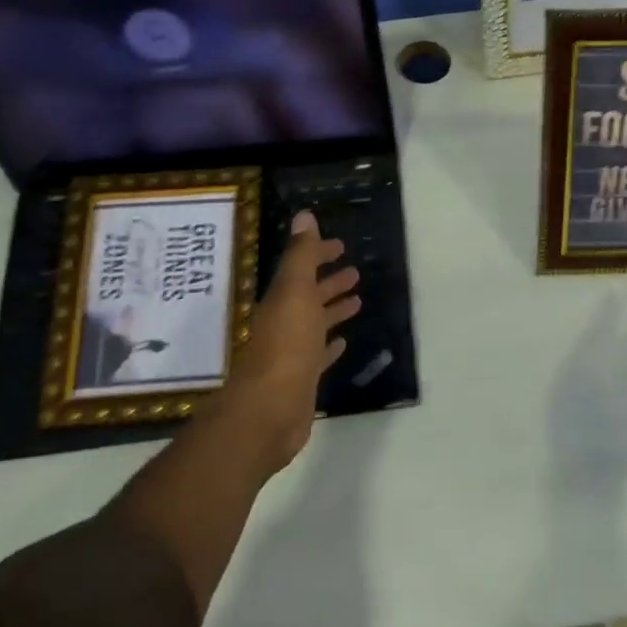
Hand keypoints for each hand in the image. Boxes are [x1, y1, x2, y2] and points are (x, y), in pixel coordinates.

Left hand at [222, 210, 360, 478]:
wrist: (268, 410)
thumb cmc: (285, 346)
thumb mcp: (294, 293)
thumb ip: (301, 255)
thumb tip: (304, 215)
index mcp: (281, 301)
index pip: (301, 269)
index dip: (318, 255)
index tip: (341, 246)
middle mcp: (284, 323)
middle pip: (308, 296)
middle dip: (328, 282)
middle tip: (355, 271)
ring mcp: (292, 353)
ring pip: (315, 324)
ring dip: (333, 310)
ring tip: (358, 300)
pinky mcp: (302, 379)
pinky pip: (318, 355)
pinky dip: (330, 346)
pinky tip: (342, 343)